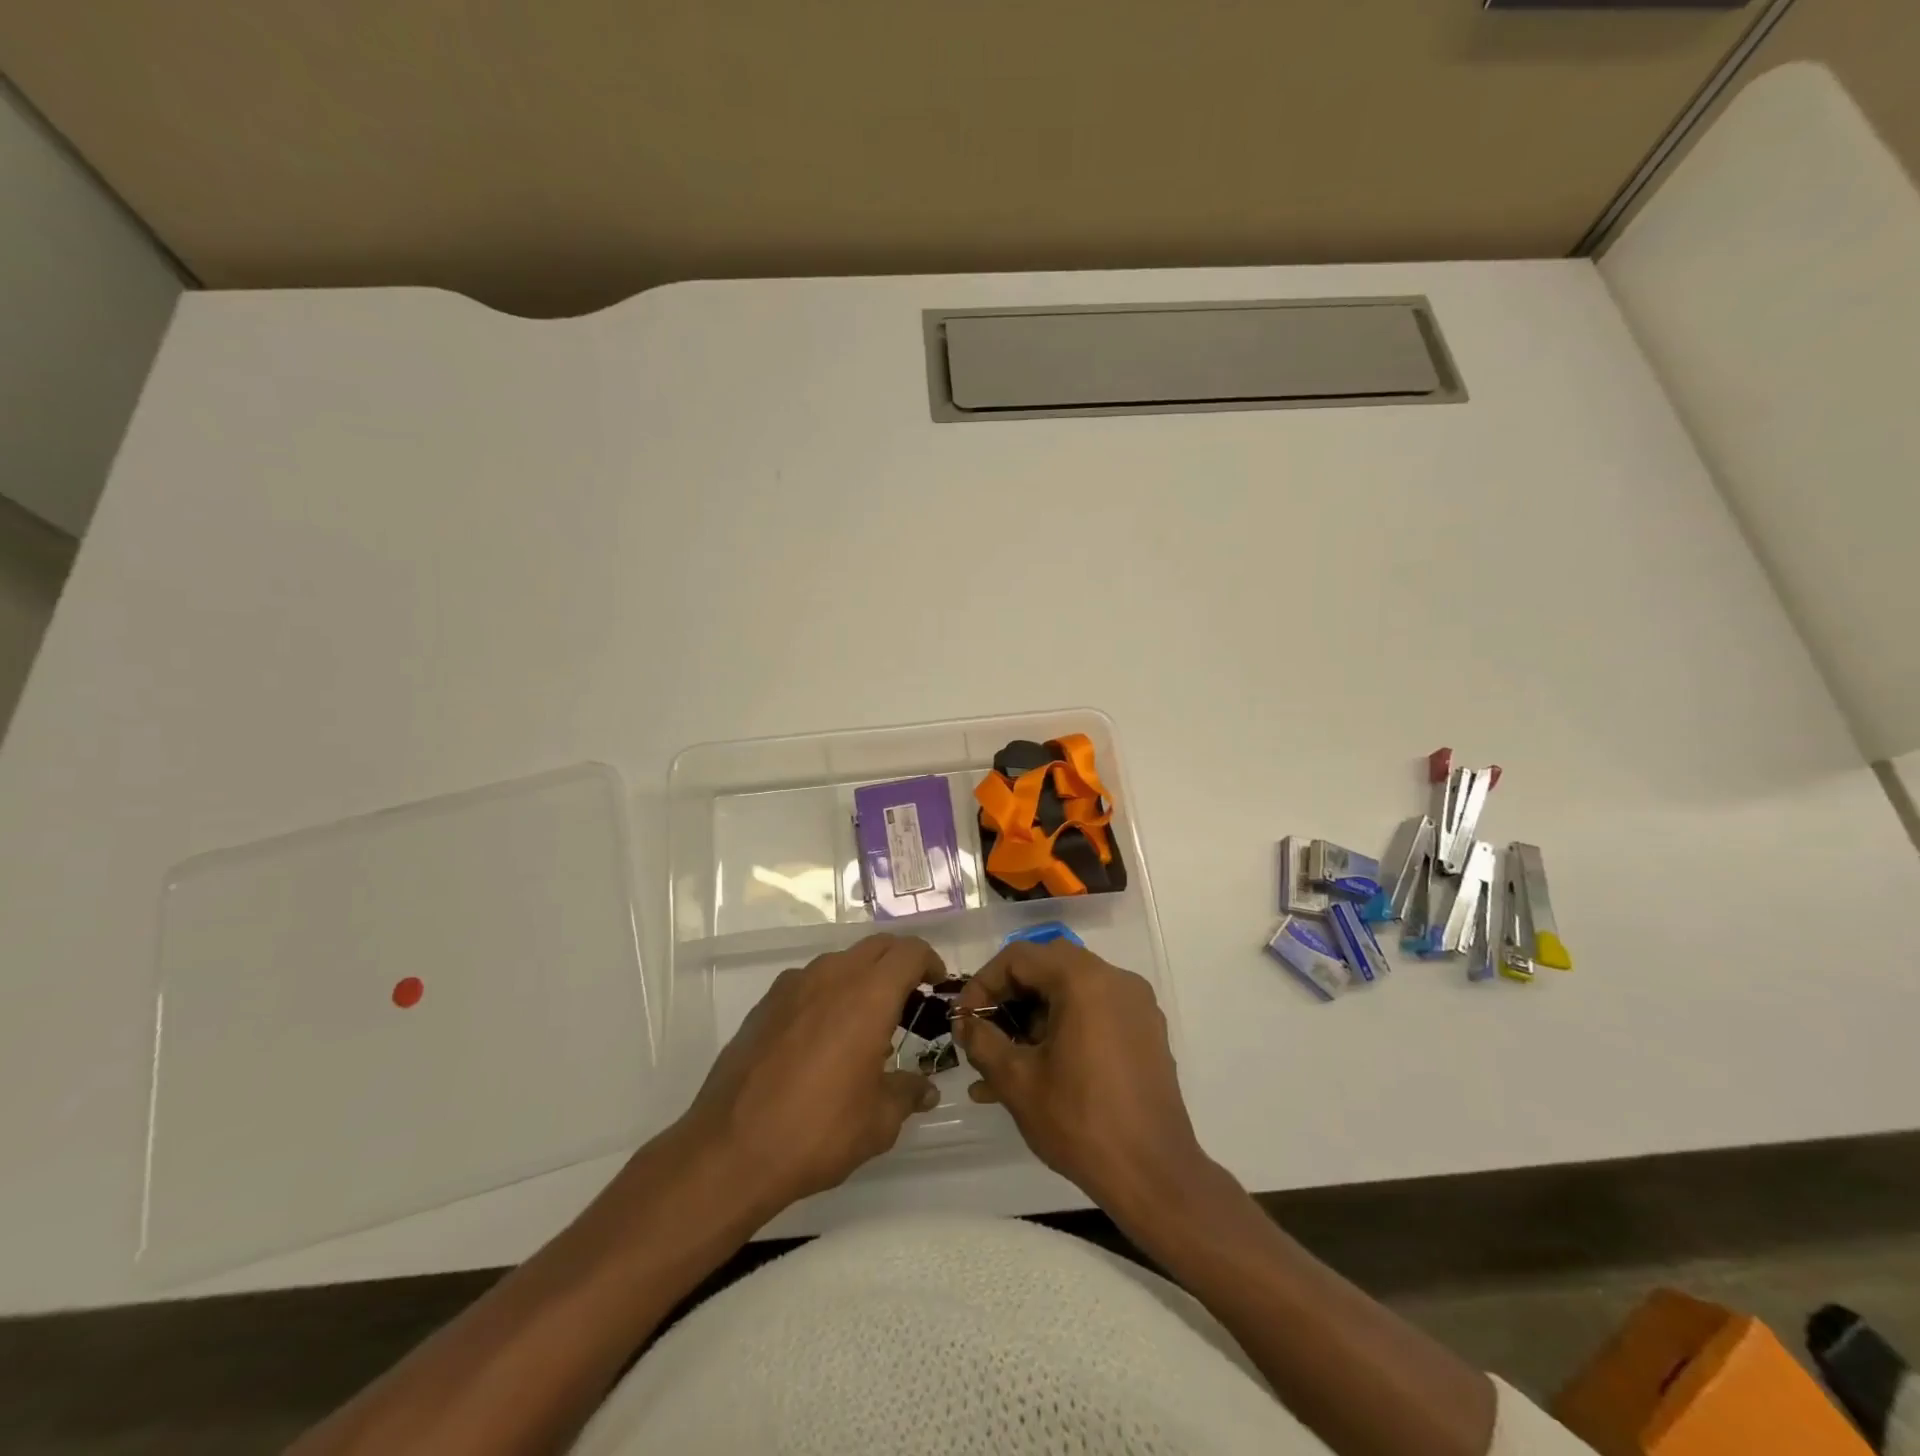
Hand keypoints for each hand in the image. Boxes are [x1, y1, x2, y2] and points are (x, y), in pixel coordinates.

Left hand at [680, 933, 943, 1216]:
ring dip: (861, 977)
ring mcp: (793, 986)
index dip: (929, 961)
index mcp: (868, 995)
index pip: (909, 952)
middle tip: (909, 998)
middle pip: (876, 947)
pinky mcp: (765, 1003)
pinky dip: (828, 994)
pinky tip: (823, 1037)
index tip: (936, 983)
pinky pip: (808, 982)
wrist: (730, 1149)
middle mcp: (831, 976)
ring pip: (840, 961)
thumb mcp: (878, 1122)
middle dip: (898, 963)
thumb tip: (924, 1090)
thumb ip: (906, 1094)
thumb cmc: (817, 1131)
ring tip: (865, 1023)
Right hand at [953, 940, 1208, 1218]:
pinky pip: (1095, 1013)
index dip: (984, 983)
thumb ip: (983, 1041)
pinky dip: (1065, 1028)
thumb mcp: (1017, 1081)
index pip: (1020, 957)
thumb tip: (965, 1022)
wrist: (1154, 1175)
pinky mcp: (1146, 1032)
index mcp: (1084, 980)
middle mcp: (1115, 979)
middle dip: (1010, 997)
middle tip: (985, 1030)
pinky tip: (1040, 1072)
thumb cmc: (1080, 1121)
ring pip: (1072, 991)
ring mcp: (1136, 1005)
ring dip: (1035, 1017)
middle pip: (1048, 967)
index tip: (965, 1018)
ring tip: (1003, 1063)